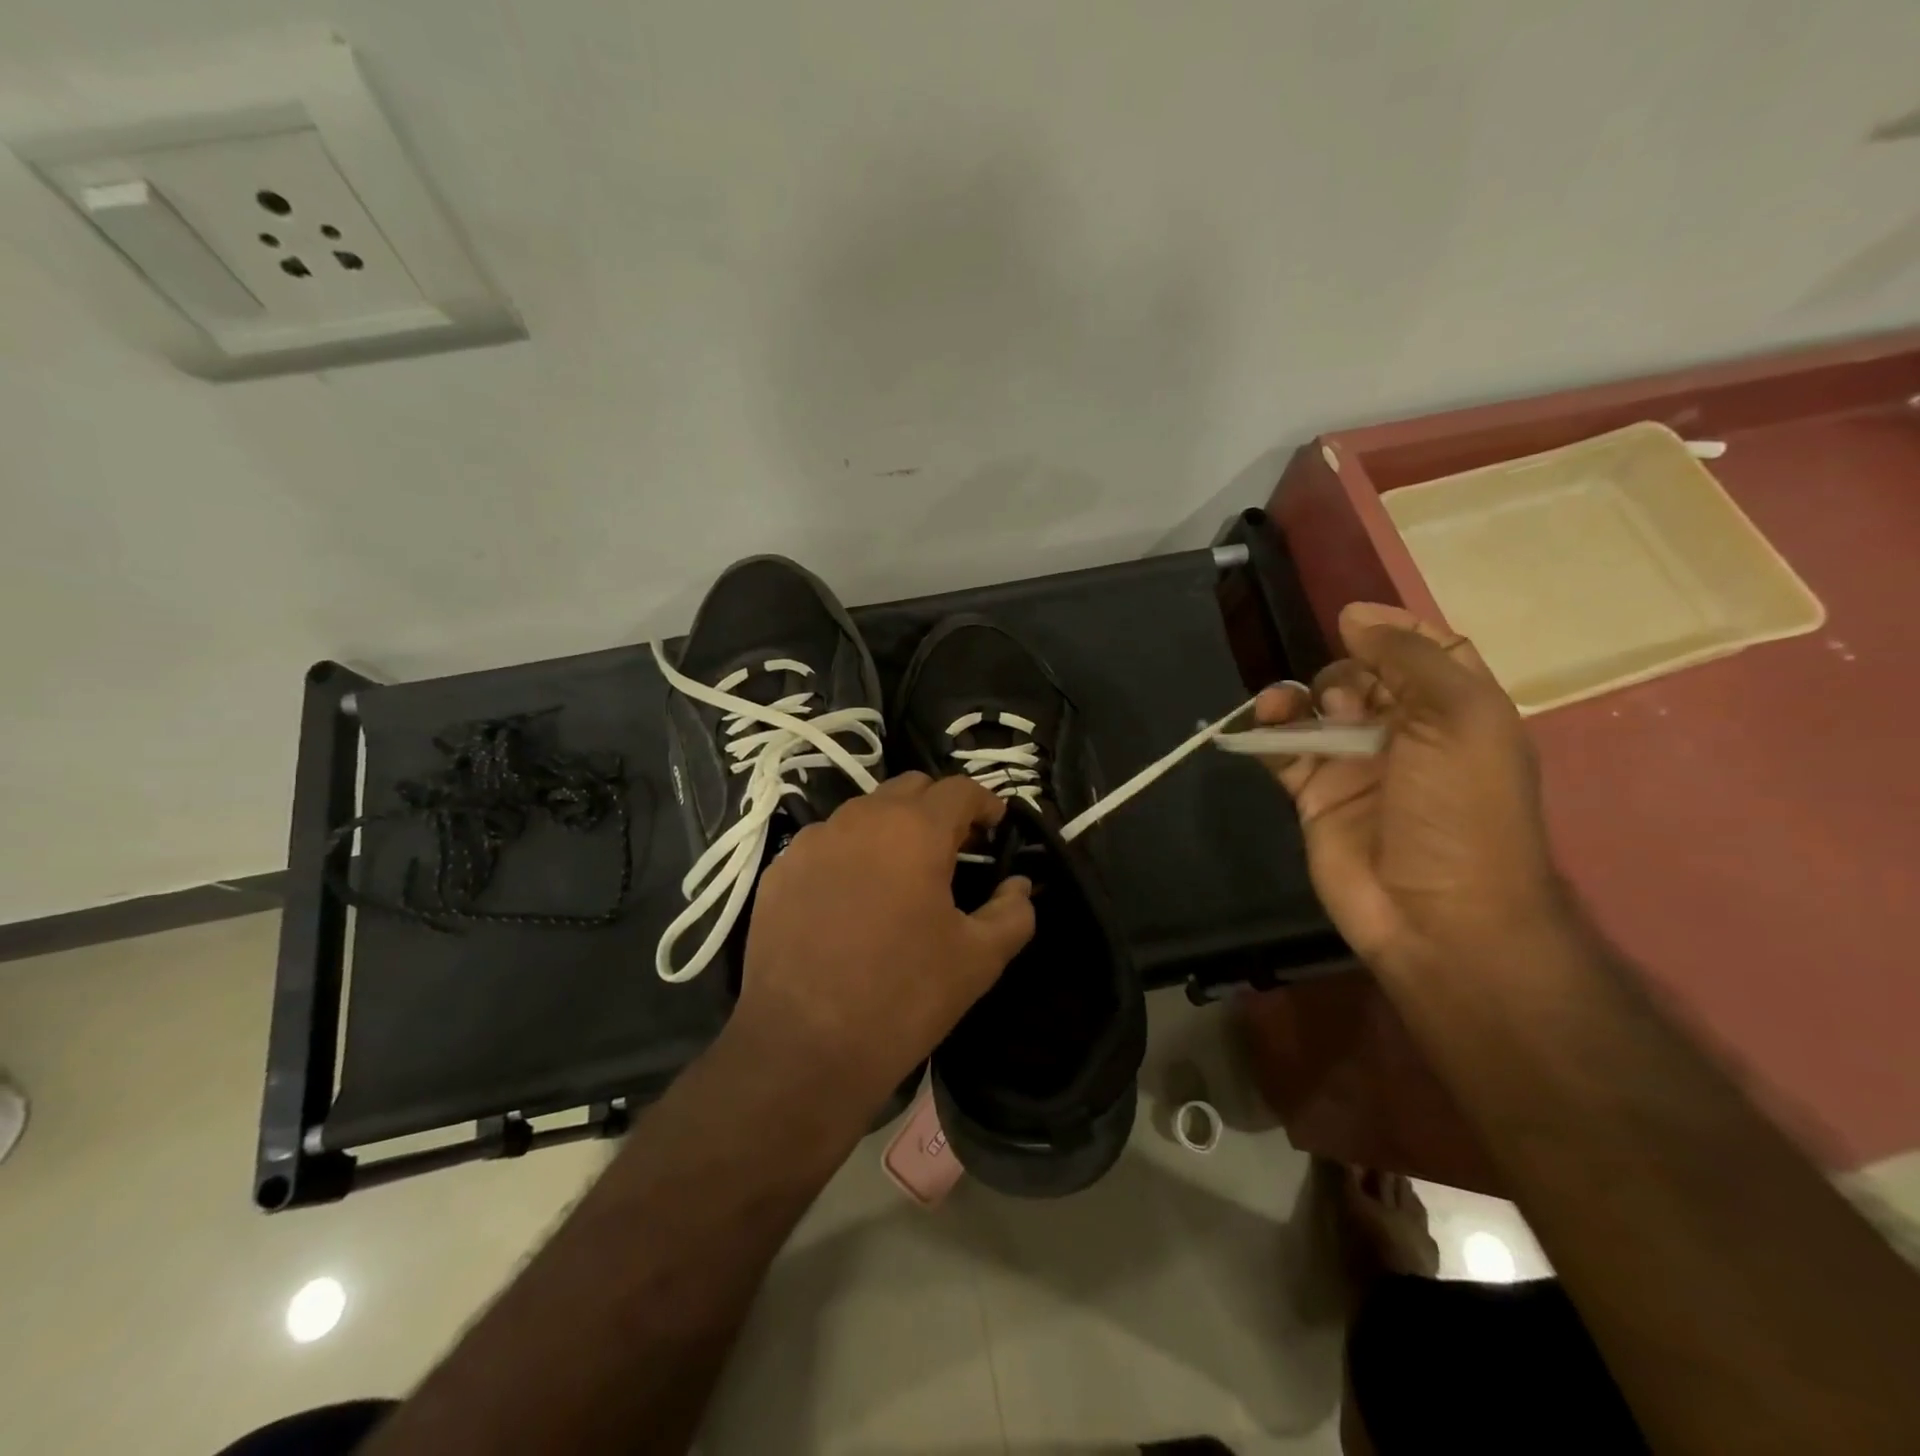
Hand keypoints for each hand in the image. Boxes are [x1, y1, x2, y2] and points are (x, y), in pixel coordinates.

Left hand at [736, 772, 1035, 1107]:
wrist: (802, 1048)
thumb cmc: (902, 997)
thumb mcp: (978, 959)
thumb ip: (1013, 911)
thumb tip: (1019, 885)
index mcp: (914, 830)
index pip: (959, 789)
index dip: (985, 802)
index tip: (996, 825)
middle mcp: (860, 819)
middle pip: (909, 788)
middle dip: (938, 807)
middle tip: (953, 848)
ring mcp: (812, 842)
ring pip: (863, 813)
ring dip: (891, 828)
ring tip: (901, 873)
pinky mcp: (778, 870)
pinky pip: (825, 844)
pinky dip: (849, 854)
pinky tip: (852, 899)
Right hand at [1255, 602, 1564, 975]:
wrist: (1436, 914)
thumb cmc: (1461, 809)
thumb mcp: (1459, 718)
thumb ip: (1409, 658)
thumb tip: (1355, 615)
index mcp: (1456, 711)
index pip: (1425, 652)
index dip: (1392, 631)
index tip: (1352, 621)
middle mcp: (1406, 733)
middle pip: (1362, 676)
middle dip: (1343, 673)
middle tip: (1344, 701)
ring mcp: (1356, 766)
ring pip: (1316, 710)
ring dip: (1296, 698)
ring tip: (1281, 707)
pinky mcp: (1315, 796)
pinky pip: (1283, 750)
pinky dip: (1267, 732)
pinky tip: (1261, 723)